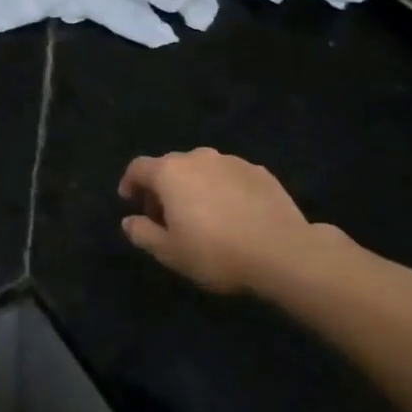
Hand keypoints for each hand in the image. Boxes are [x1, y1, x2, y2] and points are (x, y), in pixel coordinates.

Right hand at [118, 149, 325, 294]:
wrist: (283, 252)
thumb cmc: (216, 252)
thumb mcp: (170, 253)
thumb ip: (142, 233)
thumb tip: (129, 221)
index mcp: (169, 172)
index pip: (138, 168)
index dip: (130, 183)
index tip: (130, 201)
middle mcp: (197, 157)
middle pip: (170, 166)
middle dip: (162, 188)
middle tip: (166, 216)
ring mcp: (231, 162)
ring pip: (202, 169)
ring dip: (194, 186)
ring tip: (203, 215)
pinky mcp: (259, 172)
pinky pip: (229, 177)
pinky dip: (223, 189)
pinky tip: (233, 215)